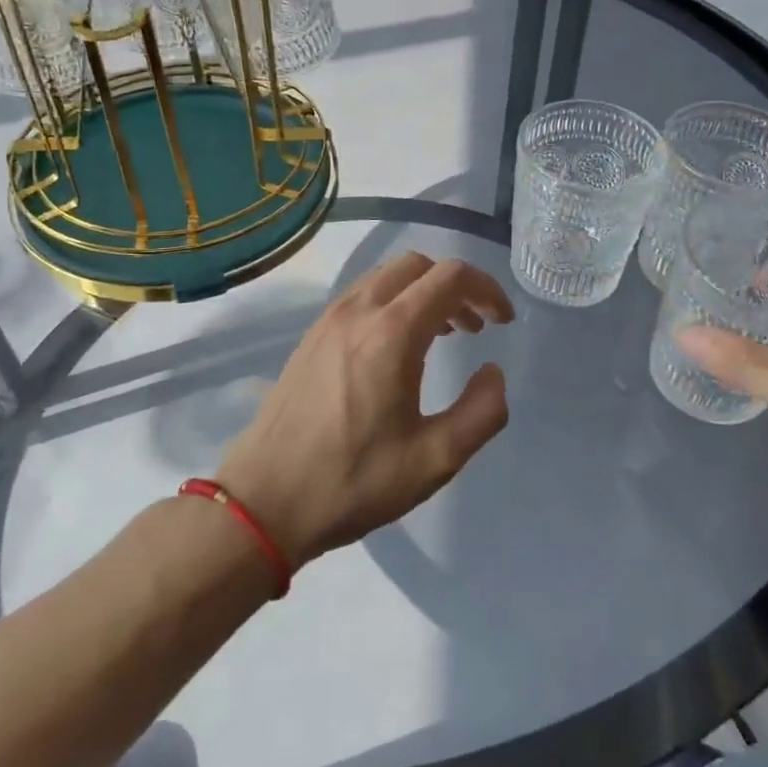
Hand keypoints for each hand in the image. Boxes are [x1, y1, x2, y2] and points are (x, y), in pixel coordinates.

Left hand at [215, 252, 513, 568]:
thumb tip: (493, 373)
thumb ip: (481, 413)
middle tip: (476, 325)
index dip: (487, 289)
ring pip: (386, 276)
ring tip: (443, 333)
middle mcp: (359, 312)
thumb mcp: (434, 460)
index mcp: (392, 334)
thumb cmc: (353, 481)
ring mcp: (329, 320)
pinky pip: (362, 295)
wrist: (264, 501)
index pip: (450, 277)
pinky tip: (398, 346)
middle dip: (455, 285)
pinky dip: (393, 301)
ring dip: (423, 291)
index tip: (504, 321)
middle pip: (418, 266)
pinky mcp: (311, 336)